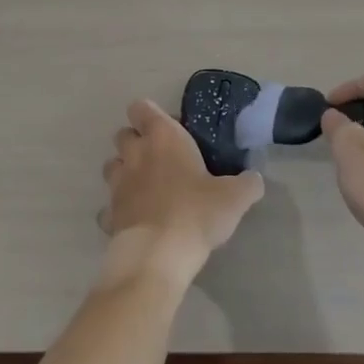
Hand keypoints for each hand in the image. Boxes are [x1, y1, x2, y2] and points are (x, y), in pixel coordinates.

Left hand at [99, 99, 264, 287]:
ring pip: (112, 166)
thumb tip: (254, 179)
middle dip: (136, 142)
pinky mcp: (109, 215)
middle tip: (161, 159)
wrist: (159, 255)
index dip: (150, 115)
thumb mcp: (235, 197)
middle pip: (122, 135)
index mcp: (162, 137)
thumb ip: (247, 183)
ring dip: (125, 172)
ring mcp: (118, 185)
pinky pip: (108, 207)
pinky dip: (118, 211)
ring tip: (146, 187)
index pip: (141, 108)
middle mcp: (135, 154)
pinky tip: (137, 220)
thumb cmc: (196, 212)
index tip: (170, 129)